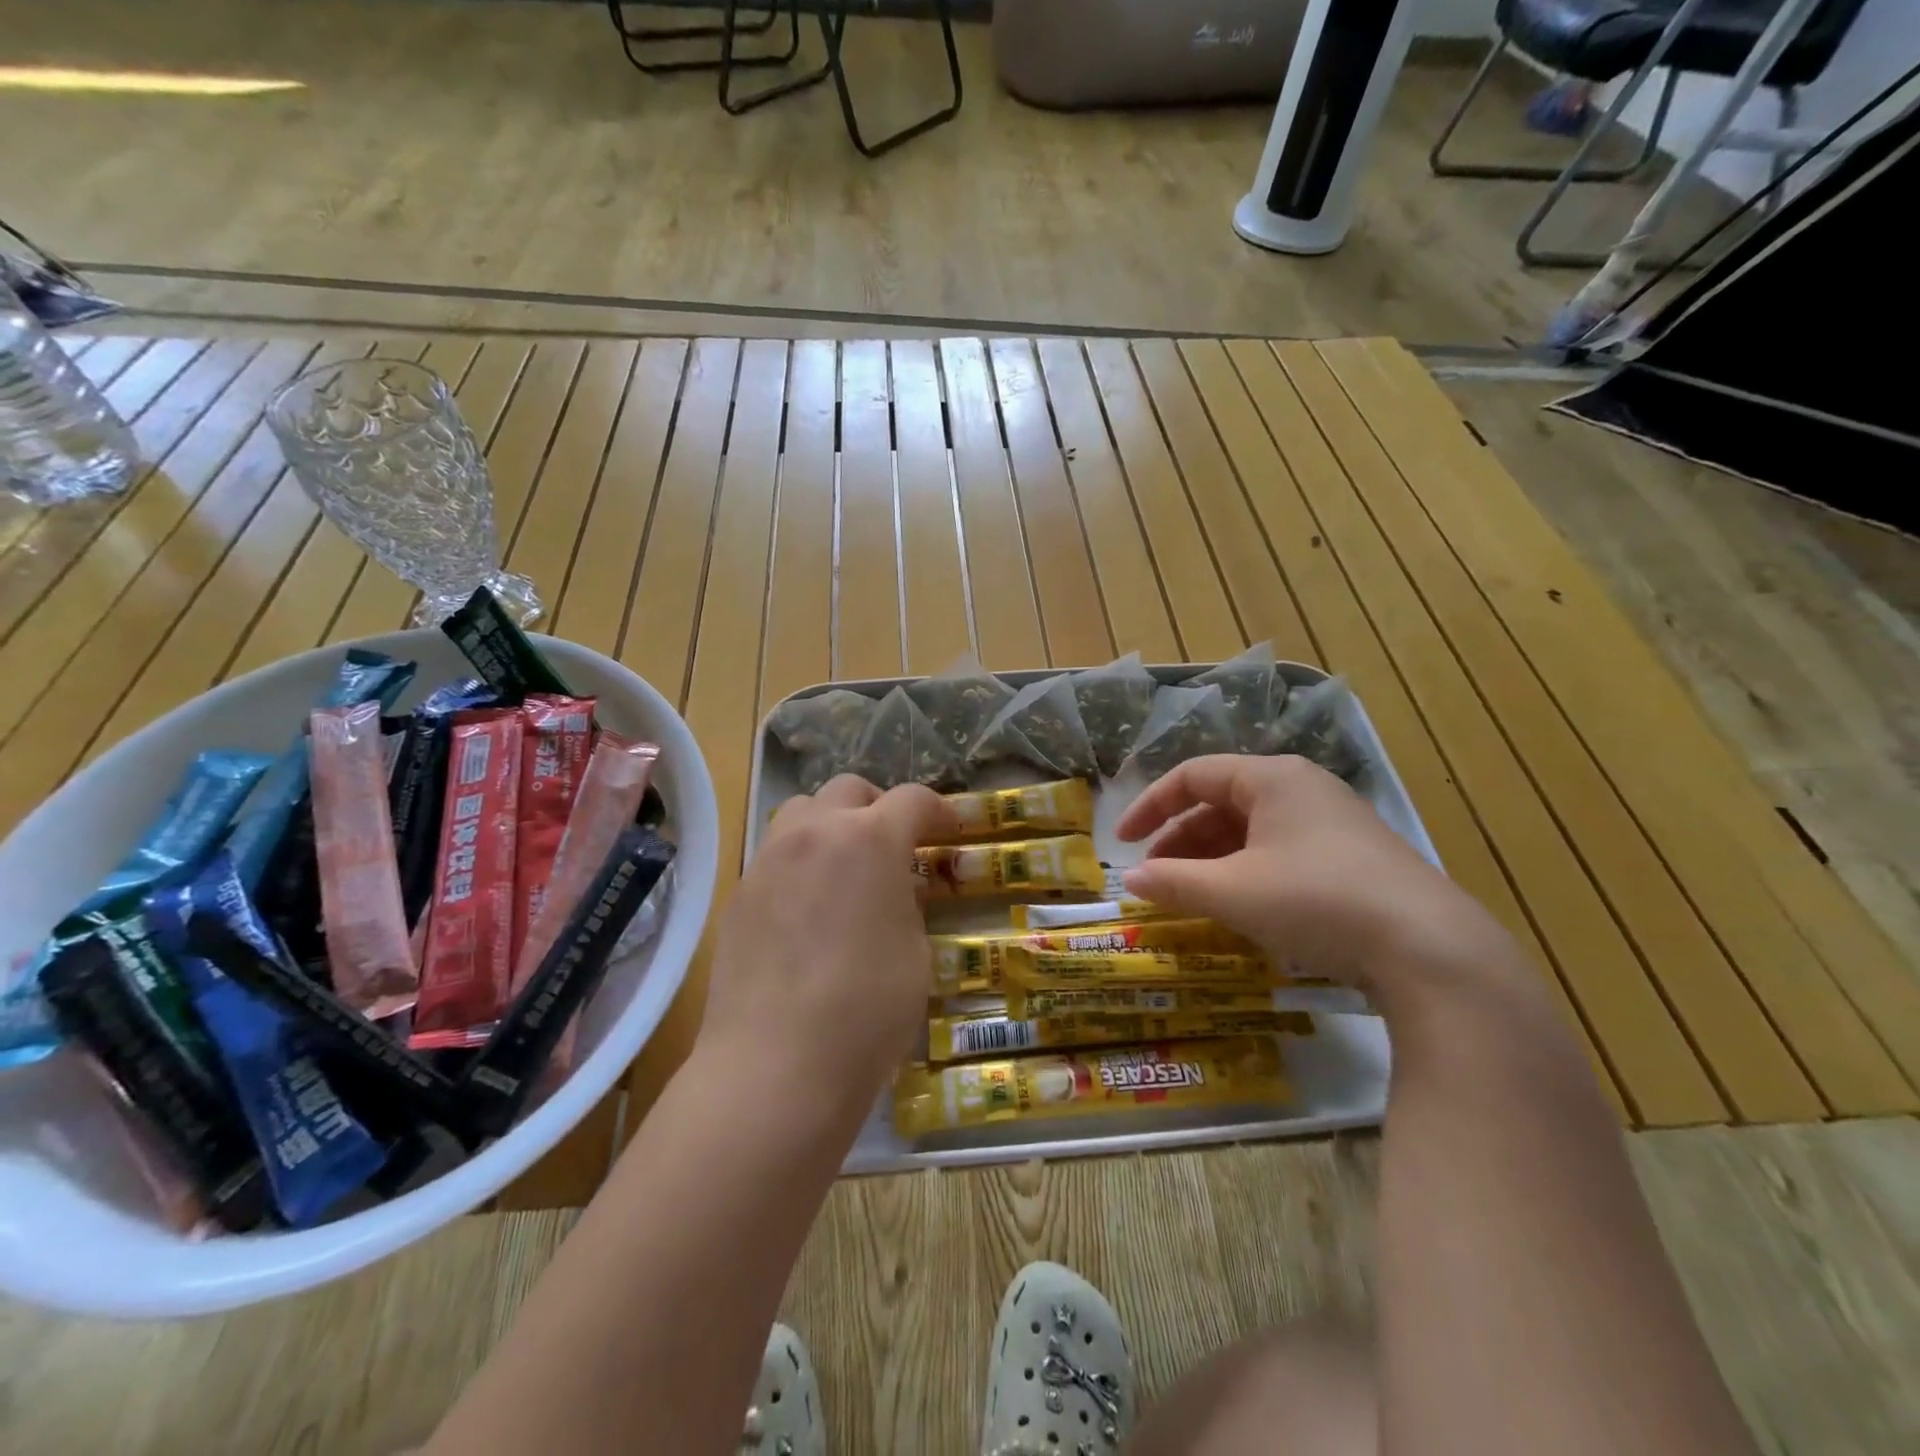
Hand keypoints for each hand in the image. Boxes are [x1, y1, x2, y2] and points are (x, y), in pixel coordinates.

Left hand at [698, 775, 959, 1120]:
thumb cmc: (868, 1009)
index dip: (938, 810)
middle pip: (850, 789)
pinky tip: (808, 910)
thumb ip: (906, 903)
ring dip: (832, 824)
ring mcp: (769, 859)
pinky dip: (800, 861)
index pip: (912, 799)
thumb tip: (893, 889)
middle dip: (880, 807)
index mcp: (871, 839)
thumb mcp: (915, 951)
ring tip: (845, 868)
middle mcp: (816, 832)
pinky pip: (775, 855)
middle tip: (895, 845)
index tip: (949, 831)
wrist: (776, 1065)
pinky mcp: (739, 893)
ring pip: (802, 811)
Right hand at [1114, 755, 1511, 1003]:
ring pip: (1252, 831)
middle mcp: (1302, 789)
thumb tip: (1129, 882)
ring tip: (1190, 897)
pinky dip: (1247, 873)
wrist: (1431, 950)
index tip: (1122, 843)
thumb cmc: (1316, 900)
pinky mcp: (1353, 859)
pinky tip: (1240, 907)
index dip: (1150, 807)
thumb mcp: (1232, 892)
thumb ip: (1174, 883)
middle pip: (1222, 803)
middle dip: (1181, 841)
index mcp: (1271, 778)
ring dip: (1212, 861)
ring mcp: (1332, 823)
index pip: (1193, 776)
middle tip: (1156, 878)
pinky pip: (1281, 853)